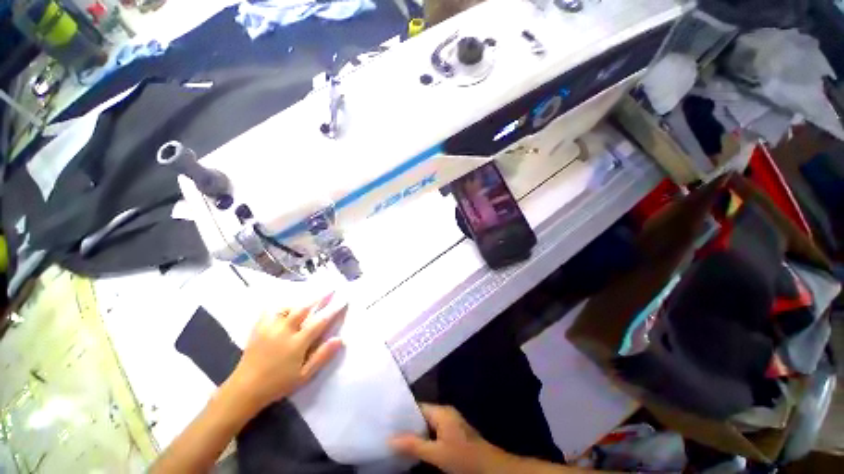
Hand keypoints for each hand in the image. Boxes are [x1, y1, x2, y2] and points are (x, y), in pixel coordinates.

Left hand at [223, 295, 344, 412]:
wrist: (244, 389)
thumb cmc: (278, 384)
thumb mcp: (304, 375)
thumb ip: (322, 356)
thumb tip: (340, 339)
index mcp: (297, 343)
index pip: (320, 322)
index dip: (333, 310)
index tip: (343, 300)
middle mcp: (284, 331)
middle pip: (304, 308)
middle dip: (319, 297)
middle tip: (330, 288)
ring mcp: (269, 328)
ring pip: (287, 307)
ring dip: (300, 301)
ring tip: (309, 299)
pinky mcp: (258, 328)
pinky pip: (270, 310)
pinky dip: (280, 306)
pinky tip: (285, 306)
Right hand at [391, 404, 512, 473]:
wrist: (489, 467)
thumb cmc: (463, 457)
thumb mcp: (436, 453)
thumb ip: (414, 445)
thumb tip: (390, 439)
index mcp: (441, 411)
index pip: (417, 406)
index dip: (402, 412)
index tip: (387, 419)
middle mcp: (445, 413)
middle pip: (422, 415)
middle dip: (407, 424)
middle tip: (389, 431)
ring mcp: (450, 423)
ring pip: (427, 425)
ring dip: (415, 433)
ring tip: (397, 439)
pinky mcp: (453, 434)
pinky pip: (434, 432)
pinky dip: (424, 438)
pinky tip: (415, 447)